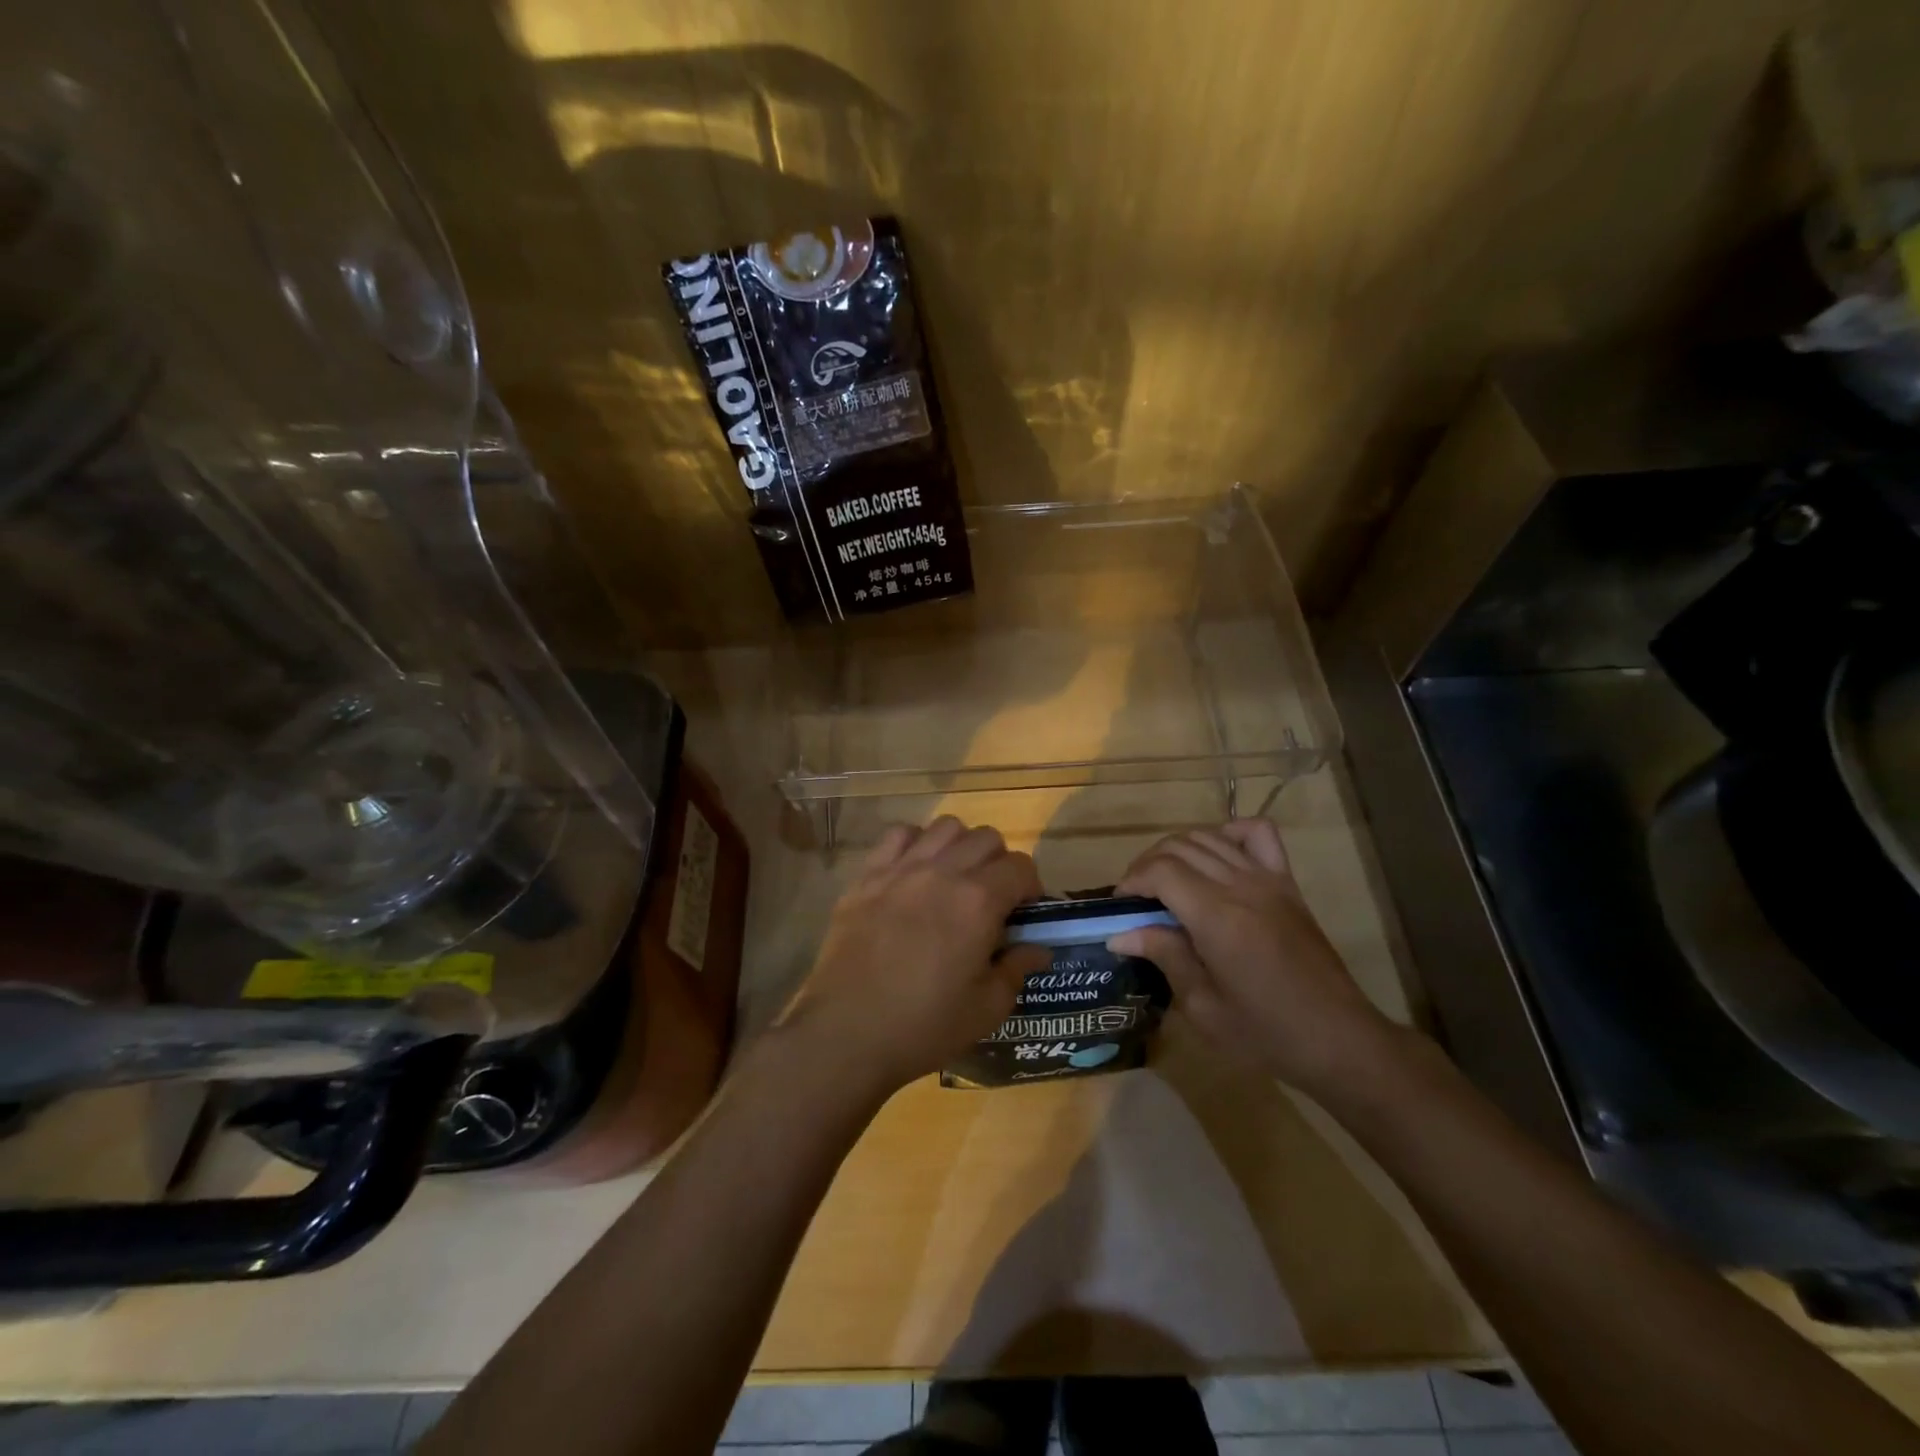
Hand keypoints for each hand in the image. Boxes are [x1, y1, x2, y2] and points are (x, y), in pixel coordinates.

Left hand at [780, 817, 1048, 1096]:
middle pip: (986, 838)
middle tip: (992, 897)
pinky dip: (915, 843)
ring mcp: (901, 869)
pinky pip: (898, 835)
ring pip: (945, 827)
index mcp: (978, 901)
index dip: (1030, 886)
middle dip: (999, 862)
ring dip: (960, 846)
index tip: (1023, 912)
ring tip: (954, 878)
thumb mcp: (986, 1008)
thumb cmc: (924, 1026)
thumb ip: (1016, 969)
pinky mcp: (867, 875)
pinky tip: (914, 871)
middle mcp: (942, 871)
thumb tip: (1038, 948)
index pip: (1020, 866)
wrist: (846, 1033)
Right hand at [1111, 820, 1397, 1095]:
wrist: (1339, 1040)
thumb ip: (1164, 956)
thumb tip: (1120, 934)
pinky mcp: (1288, 884)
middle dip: (1148, 865)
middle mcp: (1240, 886)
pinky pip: (1258, 834)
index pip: (1161, 871)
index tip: (1120, 907)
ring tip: (1166, 880)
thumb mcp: (1203, 1006)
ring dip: (1178, 850)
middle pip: (1180, 847)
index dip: (1132, 881)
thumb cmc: (1266, 1033)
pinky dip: (1230, 832)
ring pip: (1210, 837)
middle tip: (1137, 899)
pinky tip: (1216, 856)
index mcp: (1217, 917)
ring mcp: (1268, 880)